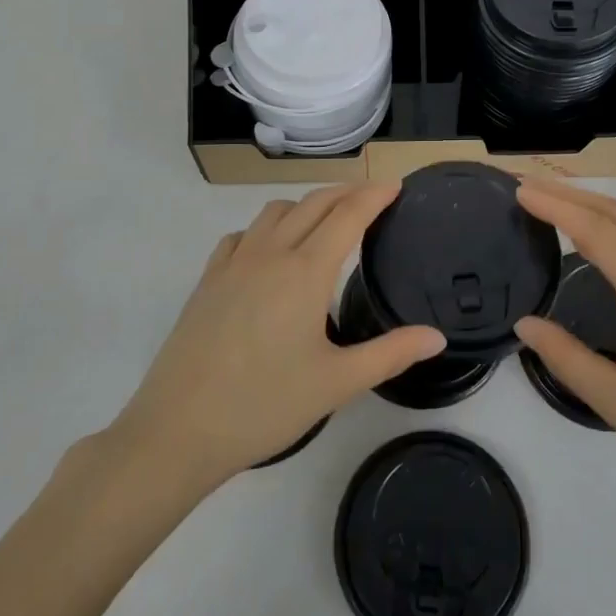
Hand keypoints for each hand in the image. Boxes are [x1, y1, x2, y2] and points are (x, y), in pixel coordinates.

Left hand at [109, 184, 444, 489]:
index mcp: (305, 272)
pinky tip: (269, 252)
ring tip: (324, 223)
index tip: (395, 186)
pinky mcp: (208, 280)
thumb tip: (437, 337)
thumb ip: (391, 354)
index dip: (375, 196)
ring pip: (275, 211)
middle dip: (346, 192)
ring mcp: (234, 263)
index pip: (348, 215)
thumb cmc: (265, 405)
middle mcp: (270, 253)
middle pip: (314, 203)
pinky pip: (242, 235)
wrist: (178, 429)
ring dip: (306, 205)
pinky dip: (266, 228)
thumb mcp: (337, 383)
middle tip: (371, 198)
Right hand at [514, 179, 615, 523]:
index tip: (518, 190)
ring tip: (549, 205)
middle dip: (571, 193)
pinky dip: (612, 232)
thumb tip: (525, 323)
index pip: (599, 232)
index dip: (556, 206)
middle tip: (526, 184)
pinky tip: (591, 245)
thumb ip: (567, 358)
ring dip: (592, 208)